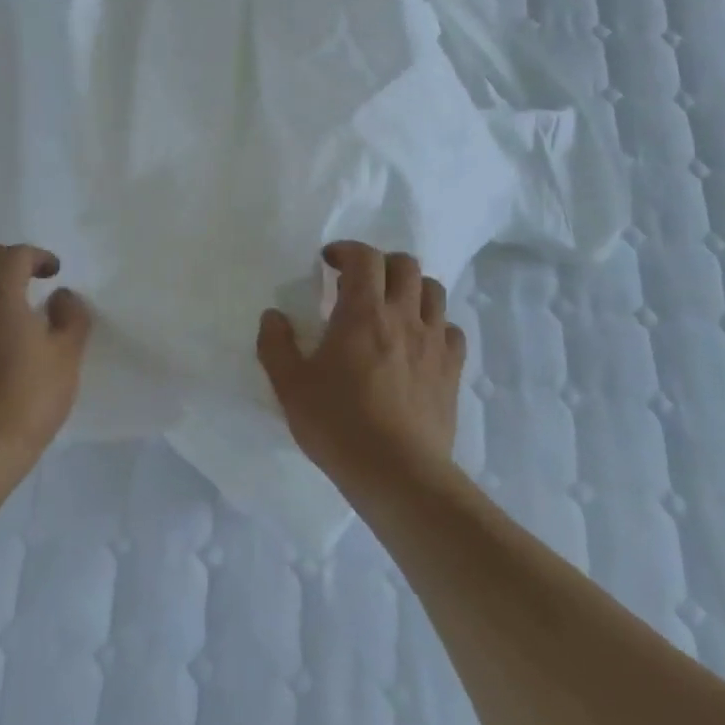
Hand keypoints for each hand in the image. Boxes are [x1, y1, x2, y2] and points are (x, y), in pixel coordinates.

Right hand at [257, 242, 466, 491]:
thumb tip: (273, 316)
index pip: (364, 257)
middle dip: (380, 263)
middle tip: (359, 282)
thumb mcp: (290, 386)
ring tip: (391, 306)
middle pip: (404, 264)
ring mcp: (433, 342)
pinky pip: (451, 330)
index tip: (328, 262)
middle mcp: (403, 316)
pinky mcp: (452, 370)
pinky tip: (419, 341)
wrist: (398, 473)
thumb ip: (275, 345)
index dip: (346, 250)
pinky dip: (435, 324)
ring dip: (411, 288)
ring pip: (433, 291)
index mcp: (363, 312)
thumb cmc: (339, 424)